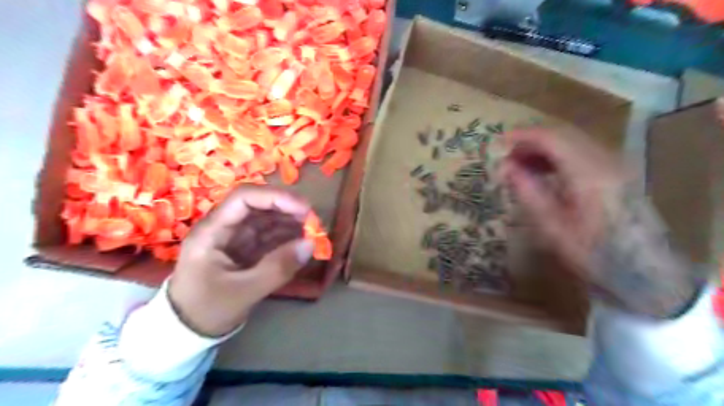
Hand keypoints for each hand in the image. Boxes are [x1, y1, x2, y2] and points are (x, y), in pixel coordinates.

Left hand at [171, 186, 316, 336]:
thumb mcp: (243, 292)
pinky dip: (287, 236)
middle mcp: (224, 227)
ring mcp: (235, 238)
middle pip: (258, 205)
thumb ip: (278, 268)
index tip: (305, 209)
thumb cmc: (207, 310)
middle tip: (314, 222)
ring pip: (266, 219)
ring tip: (313, 232)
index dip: (276, 198)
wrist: (186, 332)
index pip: (244, 198)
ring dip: (290, 222)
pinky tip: (302, 241)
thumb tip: (311, 244)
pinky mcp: (245, 249)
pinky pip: (269, 235)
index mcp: (212, 231)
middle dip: (287, 209)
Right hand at [498, 128, 628, 273]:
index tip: (499, 142)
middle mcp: (606, 161)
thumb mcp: (554, 228)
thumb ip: (530, 193)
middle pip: (564, 135)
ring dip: (545, 148)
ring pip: (574, 142)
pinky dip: (559, 156)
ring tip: (521, 165)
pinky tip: (545, 172)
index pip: (553, 139)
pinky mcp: (618, 173)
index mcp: (589, 174)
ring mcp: (616, 165)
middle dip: (532, 141)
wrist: (646, 272)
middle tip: (508, 157)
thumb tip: (507, 168)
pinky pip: (583, 153)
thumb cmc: (595, 254)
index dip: (524, 136)